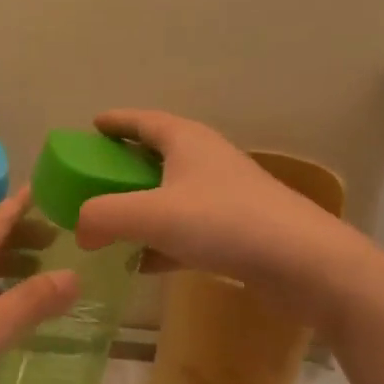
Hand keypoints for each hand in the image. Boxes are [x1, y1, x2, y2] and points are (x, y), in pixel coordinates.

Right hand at [75, 109, 347, 308]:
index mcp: (186, 140)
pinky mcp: (235, 231)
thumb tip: (79, 230)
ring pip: (170, 195)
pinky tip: (142, 264)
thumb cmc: (224, 222)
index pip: (142, 120)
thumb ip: (104, 217)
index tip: (90, 127)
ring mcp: (223, 196)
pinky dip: (161, 241)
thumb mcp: (152, 215)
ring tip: (109, 224)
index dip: (115, 121)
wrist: (304, 263)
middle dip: (122, 166)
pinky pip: (186, 230)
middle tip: (92, 180)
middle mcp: (205, 160)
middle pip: (155, 156)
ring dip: (140, 207)